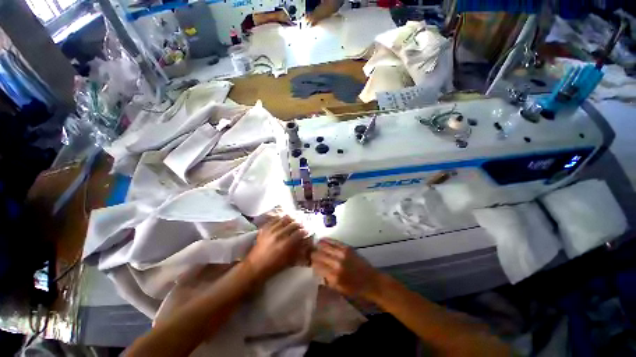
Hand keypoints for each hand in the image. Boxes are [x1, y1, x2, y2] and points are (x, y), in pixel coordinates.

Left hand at [244, 216, 307, 281]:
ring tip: (295, 219)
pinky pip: (273, 220)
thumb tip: (306, 243)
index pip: (299, 233)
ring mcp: (270, 230)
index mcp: (286, 244)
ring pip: (283, 220)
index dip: (306, 231)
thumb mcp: (289, 261)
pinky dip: (280, 219)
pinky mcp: (263, 229)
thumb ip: (298, 251)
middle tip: (304, 224)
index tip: (309, 230)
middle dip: (300, 224)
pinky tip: (283, 220)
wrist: (256, 266)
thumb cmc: (274, 266)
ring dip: (290, 219)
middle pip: (292, 224)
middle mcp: (278, 235)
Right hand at [311, 238, 382, 300]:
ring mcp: (343, 254)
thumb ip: (325, 280)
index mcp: (334, 276)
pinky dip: (326, 241)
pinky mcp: (348, 248)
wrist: (371, 281)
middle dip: (312, 255)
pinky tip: (321, 241)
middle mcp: (337, 263)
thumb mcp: (337, 289)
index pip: (316, 266)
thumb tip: (316, 270)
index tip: (309, 264)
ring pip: (324, 246)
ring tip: (314, 248)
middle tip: (310, 256)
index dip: (311, 264)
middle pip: (318, 255)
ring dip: (317, 247)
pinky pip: (334, 242)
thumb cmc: (354, 289)